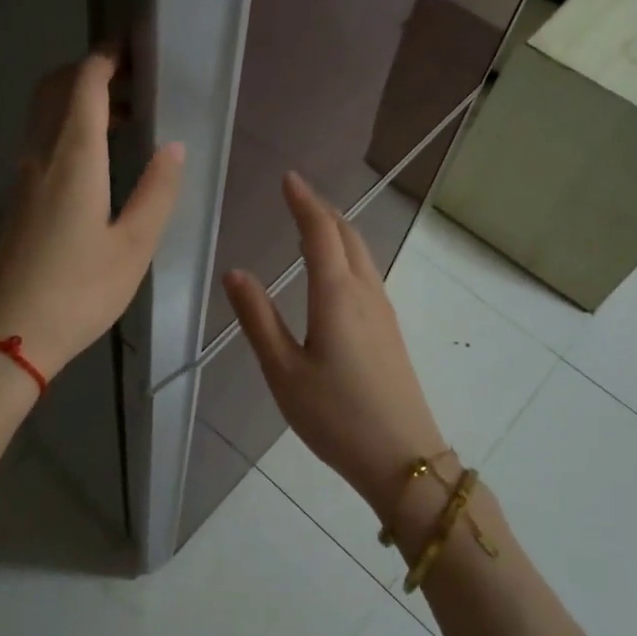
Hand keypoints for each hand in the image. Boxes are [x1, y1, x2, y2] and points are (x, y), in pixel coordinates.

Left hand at [0, 51, 183, 380]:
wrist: (8, 336)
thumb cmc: (79, 292)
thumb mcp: (133, 246)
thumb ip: (157, 191)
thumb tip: (173, 146)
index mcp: (73, 159)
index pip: (84, 85)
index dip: (105, 59)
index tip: (130, 49)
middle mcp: (40, 156)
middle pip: (54, 90)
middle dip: (88, 71)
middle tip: (129, 80)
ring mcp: (21, 177)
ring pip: (44, 115)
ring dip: (77, 101)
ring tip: (122, 120)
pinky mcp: (15, 199)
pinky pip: (40, 141)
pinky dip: (66, 128)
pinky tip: (95, 160)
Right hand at [223, 173, 445, 517]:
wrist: (402, 457)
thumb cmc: (335, 415)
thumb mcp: (283, 371)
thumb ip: (257, 318)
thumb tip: (235, 272)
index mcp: (336, 294)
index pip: (320, 232)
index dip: (304, 202)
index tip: (288, 179)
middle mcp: (365, 292)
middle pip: (347, 235)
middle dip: (322, 210)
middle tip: (297, 195)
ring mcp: (383, 310)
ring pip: (361, 252)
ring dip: (338, 229)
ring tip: (313, 222)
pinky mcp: (389, 329)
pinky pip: (367, 272)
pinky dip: (347, 252)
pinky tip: (335, 270)